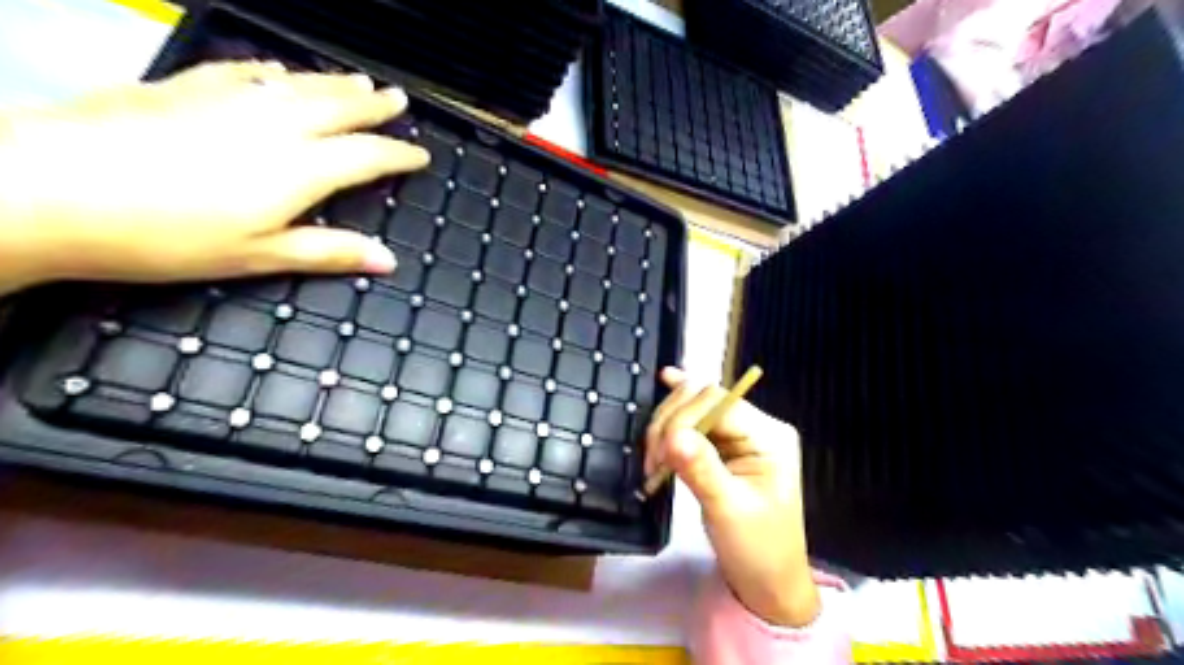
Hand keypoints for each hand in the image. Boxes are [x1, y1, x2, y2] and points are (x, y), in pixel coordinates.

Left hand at [1, 61, 431, 296]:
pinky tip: (278, 70)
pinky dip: (271, 71)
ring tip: (360, 80)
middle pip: (338, 107)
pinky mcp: (184, 86)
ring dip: (334, 83)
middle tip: (399, 99)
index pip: (367, 155)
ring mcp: (227, 99)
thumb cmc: (165, 236)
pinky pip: (243, 71)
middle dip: (375, 105)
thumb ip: (328, 252)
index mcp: (299, 169)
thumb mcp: (258, 256)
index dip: (399, 154)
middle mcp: (273, 125)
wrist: (46, 188)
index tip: (420, 155)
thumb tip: (388, 260)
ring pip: (298, 84)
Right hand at [645, 368, 820, 628]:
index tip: (659, 454)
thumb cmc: (757, 549)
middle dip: (670, 423)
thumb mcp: (728, 510)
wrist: (768, 581)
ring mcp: (740, 433)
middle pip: (704, 398)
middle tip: (653, 462)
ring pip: (694, 406)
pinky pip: (697, 419)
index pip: (718, 405)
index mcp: (769, 436)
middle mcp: (756, 425)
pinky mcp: (725, 444)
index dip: (682, 419)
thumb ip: (702, 469)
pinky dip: (677, 410)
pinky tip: (666, 382)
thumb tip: (672, 437)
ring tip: (654, 461)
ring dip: (666, 426)